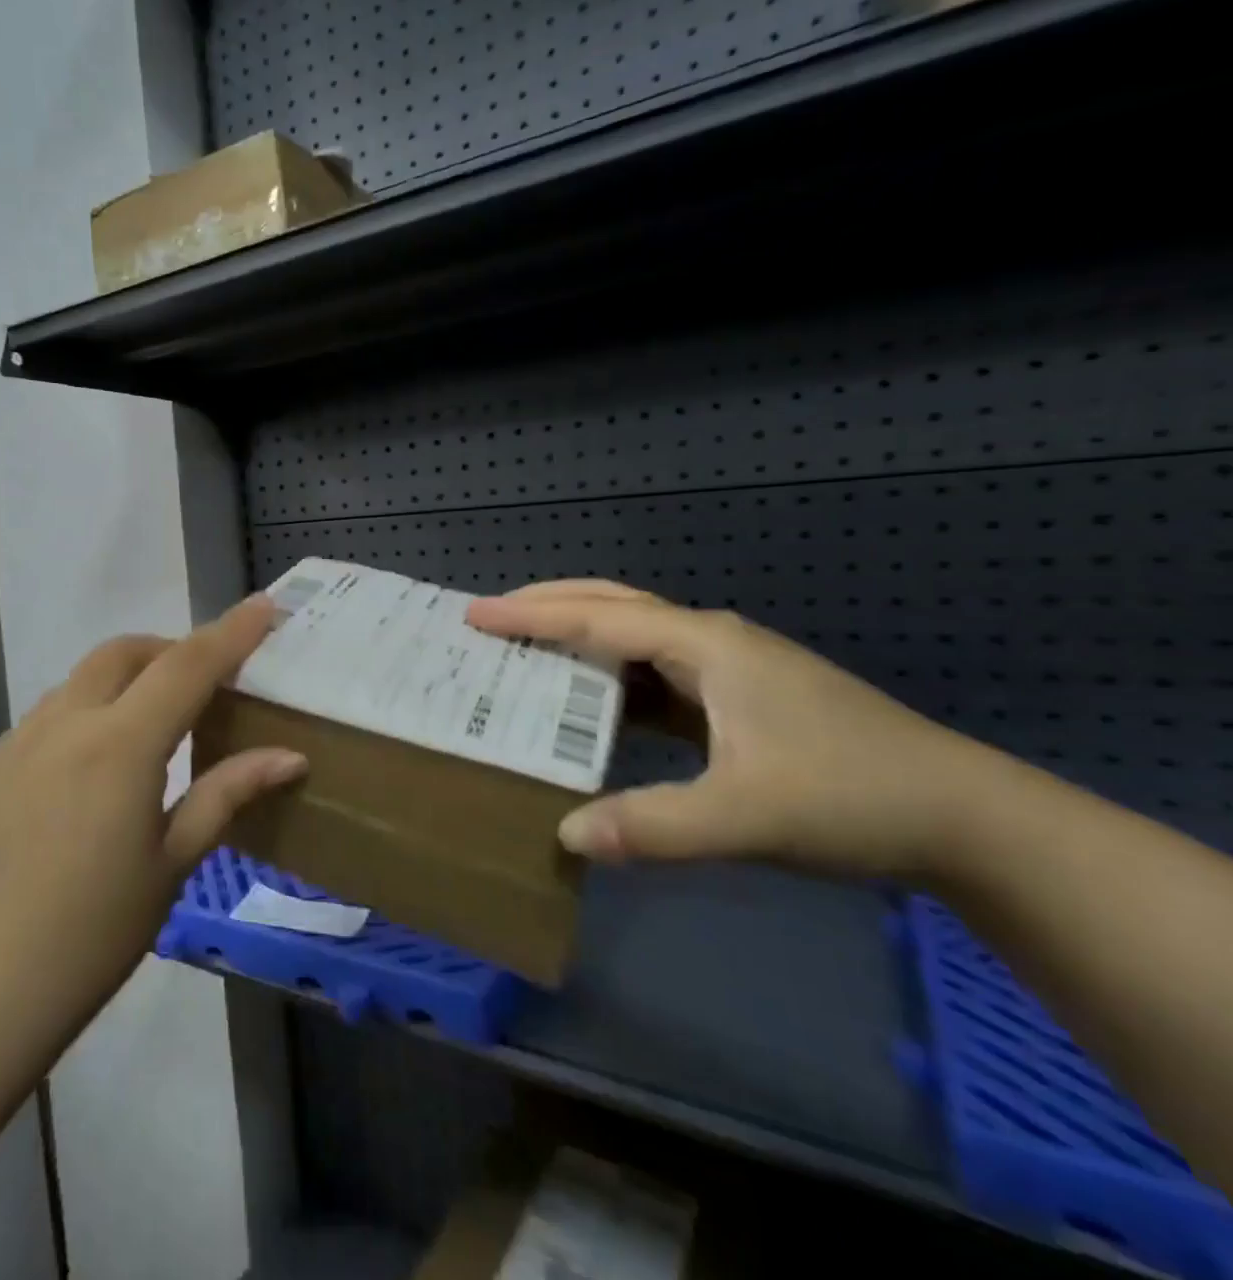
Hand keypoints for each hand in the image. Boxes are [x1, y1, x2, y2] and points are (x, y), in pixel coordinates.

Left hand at [0, 597, 306, 1032]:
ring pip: (77, 685)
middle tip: (200, 686)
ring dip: (120, 688)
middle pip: (123, 653)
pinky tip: (80, 789)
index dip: (230, 632)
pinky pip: (40, 726)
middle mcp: (62, 725)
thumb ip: (226, 795)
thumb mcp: (169, 866)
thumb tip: (288, 756)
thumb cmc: (88, 938)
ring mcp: (11, 745)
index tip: (262, 607)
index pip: (188, 665)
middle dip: (168, 650)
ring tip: (143, 740)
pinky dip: (78, 726)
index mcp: (119, 745)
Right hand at [466, 580, 999, 879]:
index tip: (474, 615)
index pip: (598, 617)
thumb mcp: (748, 816)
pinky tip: (591, 703)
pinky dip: (610, 677)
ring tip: (526, 651)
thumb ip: (656, 826)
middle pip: (612, 604)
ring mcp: (728, 668)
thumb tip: (568, 836)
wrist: (966, 819)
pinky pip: (654, 674)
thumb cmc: (853, 797)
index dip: (532, 616)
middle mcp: (710, 642)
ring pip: (633, 636)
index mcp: (704, 645)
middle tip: (491, 618)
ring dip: (578, 636)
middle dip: (548, 605)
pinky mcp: (738, 699)